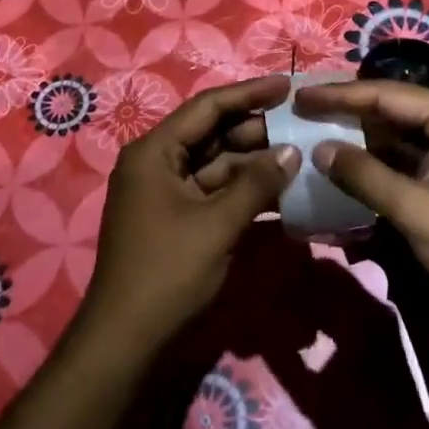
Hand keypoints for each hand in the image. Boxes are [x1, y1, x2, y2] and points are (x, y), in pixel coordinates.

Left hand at [78, 76, 297, 356]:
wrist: (125, 342)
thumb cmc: (167, 272)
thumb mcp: (217, 225)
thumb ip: (256, 184)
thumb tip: (292, 152)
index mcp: (155, 152)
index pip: (208, 107)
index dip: (249, 93)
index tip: (288, 86)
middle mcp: (157, 163)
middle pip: (213, 134)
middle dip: (257, 132)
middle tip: (302, 127)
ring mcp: (166, 193)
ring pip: (217, 165)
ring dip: (255, 164)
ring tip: (300, 158)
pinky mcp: (176, 219)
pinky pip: (214, 193)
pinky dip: (243, 192)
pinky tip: (281, 194)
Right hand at [293, 80, 428, 328]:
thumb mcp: (415, 209)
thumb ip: (365, 175)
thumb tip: (320, 149)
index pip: (388, 95)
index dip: (340, 95)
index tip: (301, 96)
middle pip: (395, 110)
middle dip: (350, 113)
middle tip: (305, 112)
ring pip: (401, 137)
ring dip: (363, 141)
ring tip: (319, 136)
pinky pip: (411, 162)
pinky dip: (381, 166)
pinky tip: (350, 171)